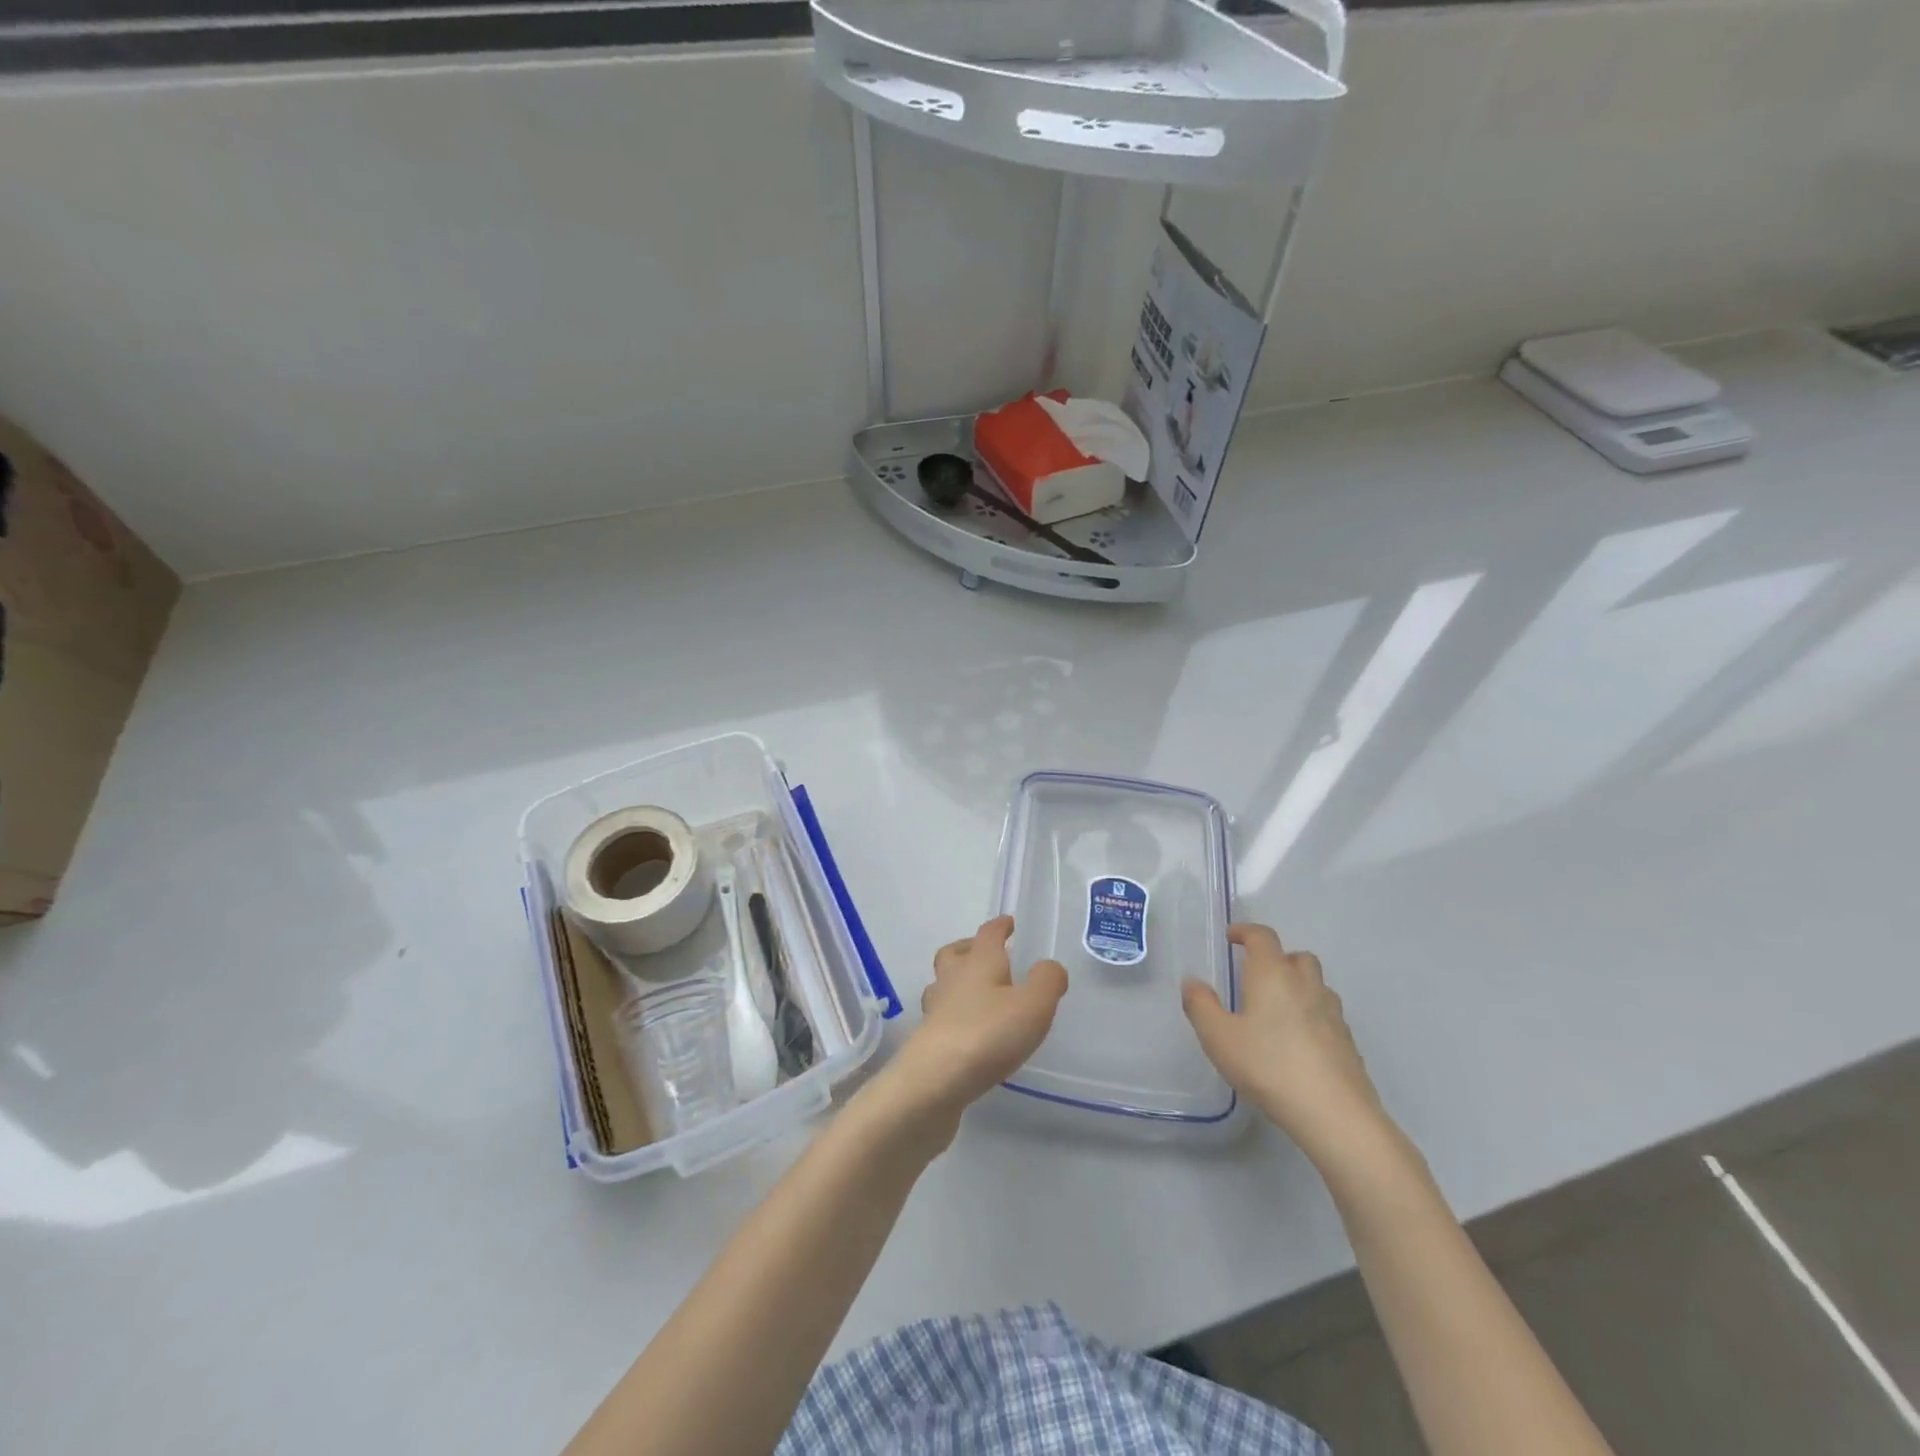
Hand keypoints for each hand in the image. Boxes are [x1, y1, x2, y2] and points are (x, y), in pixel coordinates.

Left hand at [883, 916, 1067, 1133]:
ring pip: (942, 984)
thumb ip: (1047, 981)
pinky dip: (953, 1015)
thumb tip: (1049, 966)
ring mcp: (936, 1009)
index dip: (1000, 926)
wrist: (935, 1080)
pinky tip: (967, 1030)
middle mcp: (953, 979)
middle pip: (954, 953)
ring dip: (956, 981)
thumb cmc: (989, 1034)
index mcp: (979, 962)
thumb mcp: (1033, 1005)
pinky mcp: (928, 1040)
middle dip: (969, 948)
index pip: (988, 934)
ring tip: (976, 993)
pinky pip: (941, 1016)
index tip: (1008, 923)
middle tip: (985, 954)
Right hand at [1183, 924, 1390, 1168]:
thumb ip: (1200, 1006)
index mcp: (1272, 974)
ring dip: (1298, 985)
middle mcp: (1306, 984)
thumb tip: (1193, 982)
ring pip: (1317, 984)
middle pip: (1296, 956)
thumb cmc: (1268, 1066)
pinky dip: (1312, 1015)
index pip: (1262, 937)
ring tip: (1278, 1009)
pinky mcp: (1348, 1041)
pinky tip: (1299, 1042)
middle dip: (1277, 958)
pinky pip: (1327, 1014)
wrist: (1334, 1113)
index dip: (1246, 932)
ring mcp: (1332, 1013)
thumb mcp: (1218, 1037)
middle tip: (1257, 976)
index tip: (1232, 938)